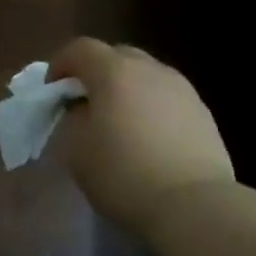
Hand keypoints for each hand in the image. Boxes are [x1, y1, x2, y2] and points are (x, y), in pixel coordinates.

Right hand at [47, 38, 235, 237]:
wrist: (194, 206)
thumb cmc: (124, 174)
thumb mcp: (77, 149)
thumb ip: (73, 118)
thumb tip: (84, 109)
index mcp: (114, 71)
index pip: (80, 49)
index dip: (61, 65)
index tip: (52, 91)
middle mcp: (150, 70)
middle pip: (116, 55)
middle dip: (96, 73)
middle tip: (86, 102)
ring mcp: (182, 89)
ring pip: (145, 75)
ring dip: (127, 89)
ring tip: (120, 121)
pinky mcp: (203, 113)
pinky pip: (167, 97)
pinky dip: (151, 107)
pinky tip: (149, 138)